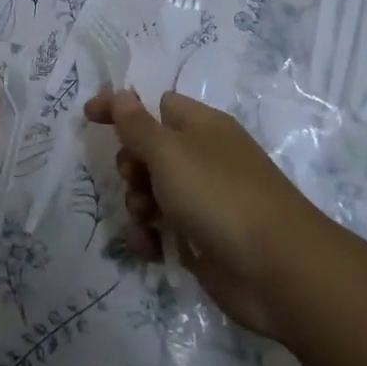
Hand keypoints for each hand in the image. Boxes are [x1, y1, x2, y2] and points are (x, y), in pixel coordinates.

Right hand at [85, 88, 325, 337]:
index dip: (121, 108)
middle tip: (134, 179)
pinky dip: (152, 236)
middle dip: (131, 166)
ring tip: (147, 219)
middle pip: (150, 151)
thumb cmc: (219, 196)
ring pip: (153, 192)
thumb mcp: (169, 152)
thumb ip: (138, 125)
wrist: (278, 270)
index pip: (154, 104)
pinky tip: (151, 248)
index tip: (88, 117)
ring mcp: (205, 200)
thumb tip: (122, 94)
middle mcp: (204, 158)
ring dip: (138, 203)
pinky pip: (164, 228)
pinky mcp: (204, 239)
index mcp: (201, 127)